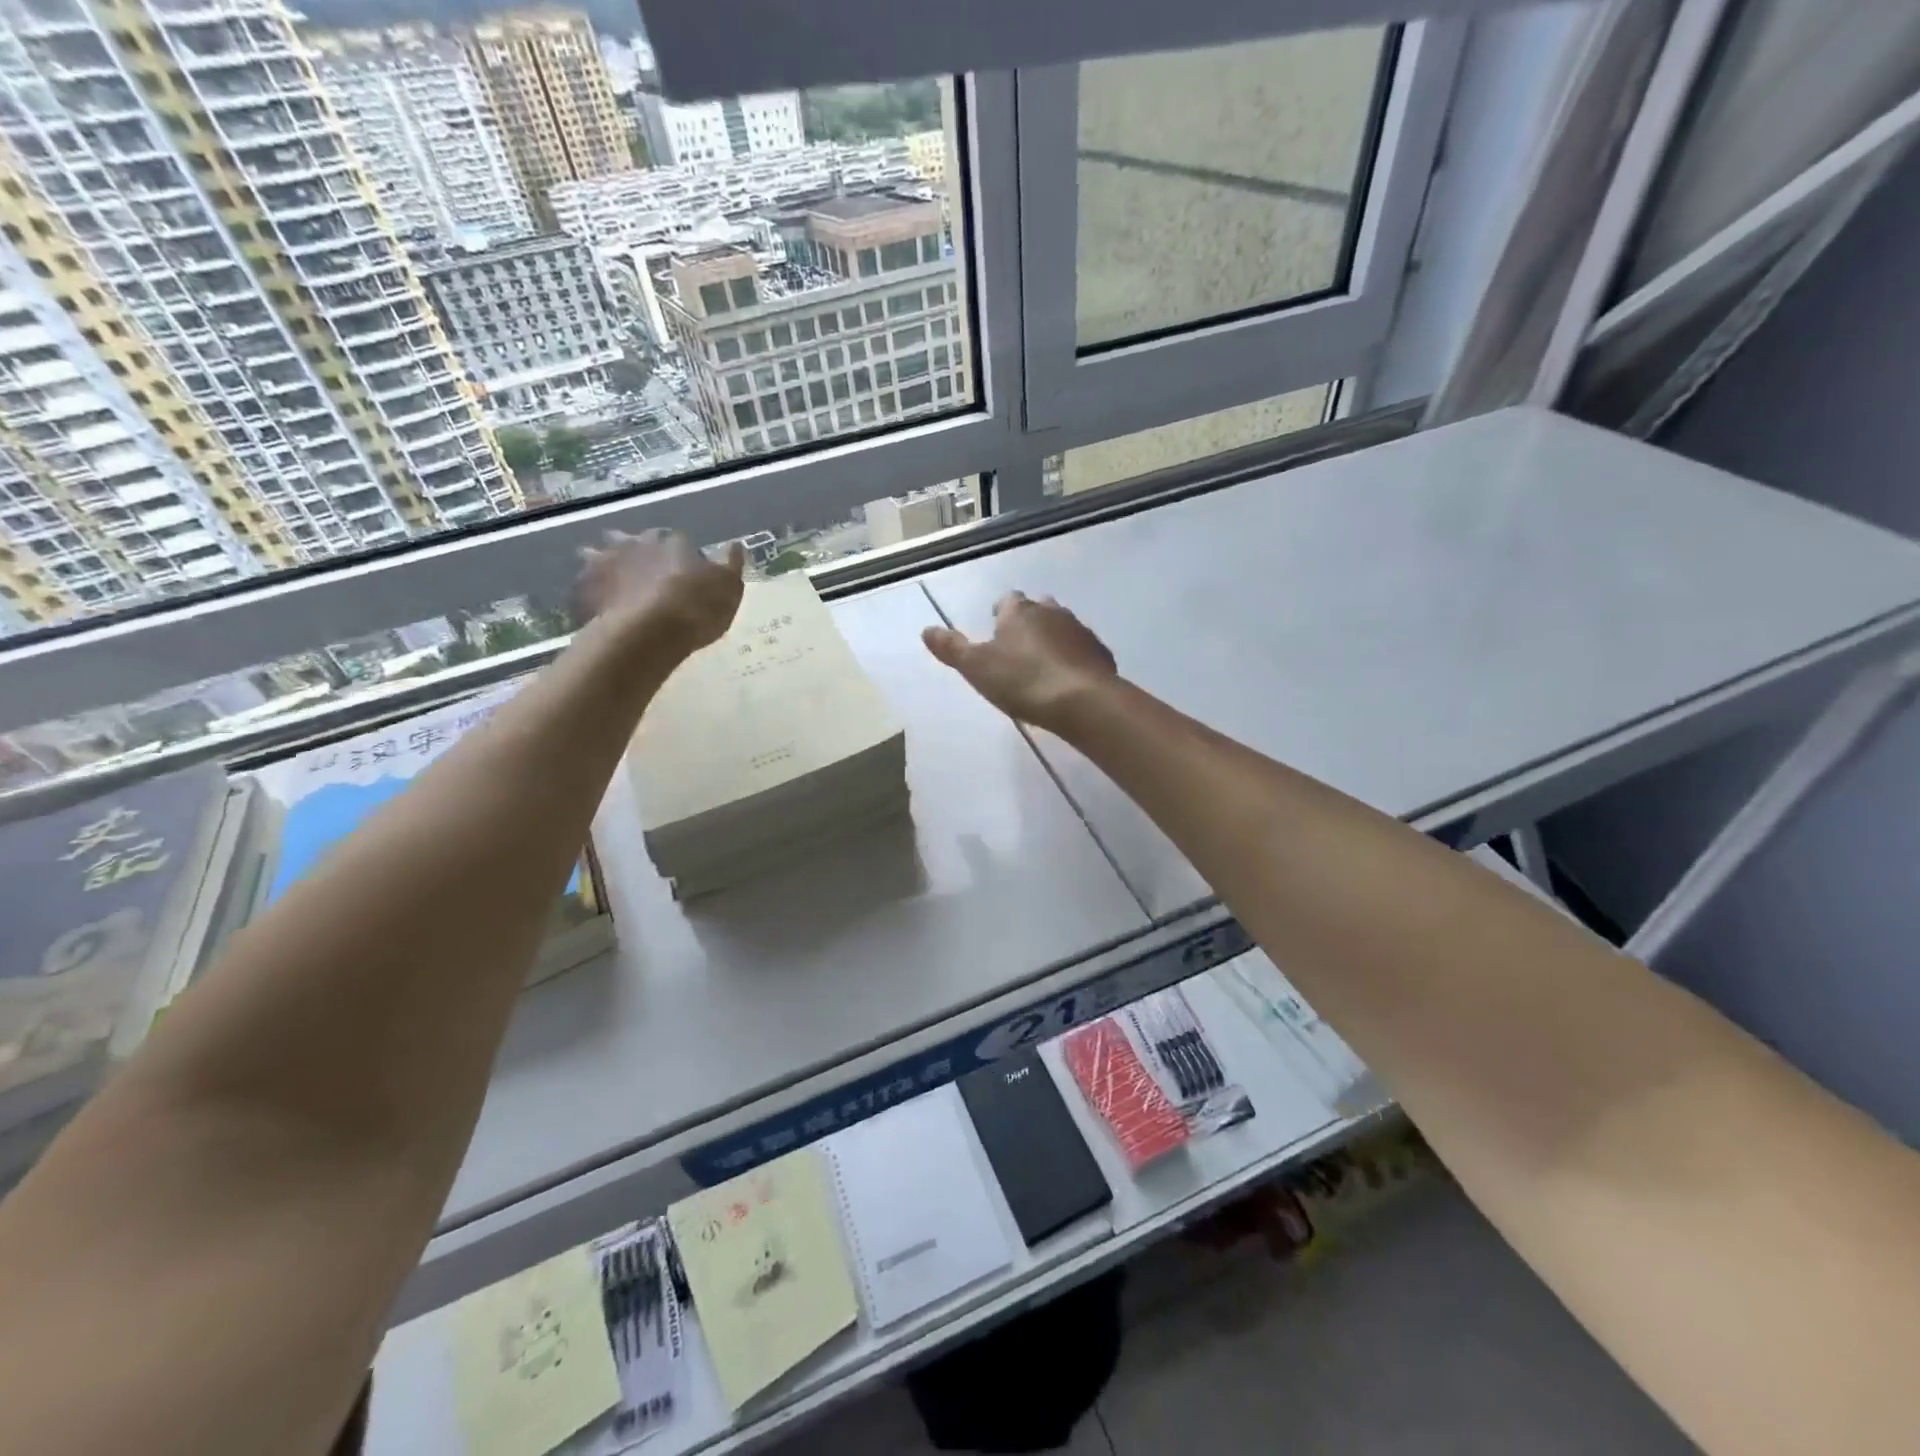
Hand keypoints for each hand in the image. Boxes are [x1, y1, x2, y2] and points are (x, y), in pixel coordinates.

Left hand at [576, 529, 744, 655]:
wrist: (650, 633)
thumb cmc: (697, 607)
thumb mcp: (729, 588)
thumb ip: (731, 565)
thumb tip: (736, 546)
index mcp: (669, 541)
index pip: (674, 540)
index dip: (679, 556)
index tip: (683, 573)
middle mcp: (633, 544)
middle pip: (630, 542)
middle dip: (635, 553)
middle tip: (644, 576)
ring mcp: (604, 564)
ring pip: (598, 557)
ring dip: (604, 567)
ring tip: (613, 588)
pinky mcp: (583, 590)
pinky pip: (582, 587)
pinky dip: (588, 594)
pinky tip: (596, 608)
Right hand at [922, 592, 1117, 732]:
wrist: (1082, 701)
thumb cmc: (1022, 681)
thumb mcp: (976, 667)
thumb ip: (952, 648)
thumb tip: (926, 630)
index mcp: (1019, 612)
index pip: (1007, 600)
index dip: (1000, 611)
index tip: (994, 625)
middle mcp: (1052, 612)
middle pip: (1038, 609)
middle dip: (1029, 621)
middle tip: (1018, 644)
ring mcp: (1080, 631)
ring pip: (1063, 627)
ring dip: (1053, 638)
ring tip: (1043, 663)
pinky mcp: (1100, 654)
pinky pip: (1083, 650)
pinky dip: (1074, 658)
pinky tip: (1068, 678)